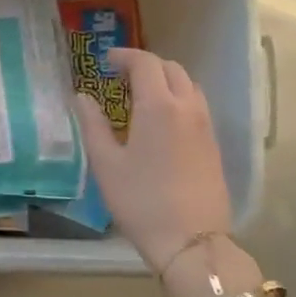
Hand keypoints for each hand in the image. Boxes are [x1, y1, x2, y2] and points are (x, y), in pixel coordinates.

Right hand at [74, 49, 232, 275]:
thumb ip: (92, 124)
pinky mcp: (213, 145)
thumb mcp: (105, 163)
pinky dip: (177, 100)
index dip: (124, 56)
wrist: (190, 240)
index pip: (145, 63)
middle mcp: (187, 108)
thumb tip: (82, 98)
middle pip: (171, 68)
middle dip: (145, 65)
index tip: (105, 62)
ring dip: (164, 81)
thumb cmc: (140, 200)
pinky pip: (197, 107)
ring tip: (140, 97)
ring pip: (188, 86)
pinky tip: (159, 123)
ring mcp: (206, 126)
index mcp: (159, 106)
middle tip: (120, 78)